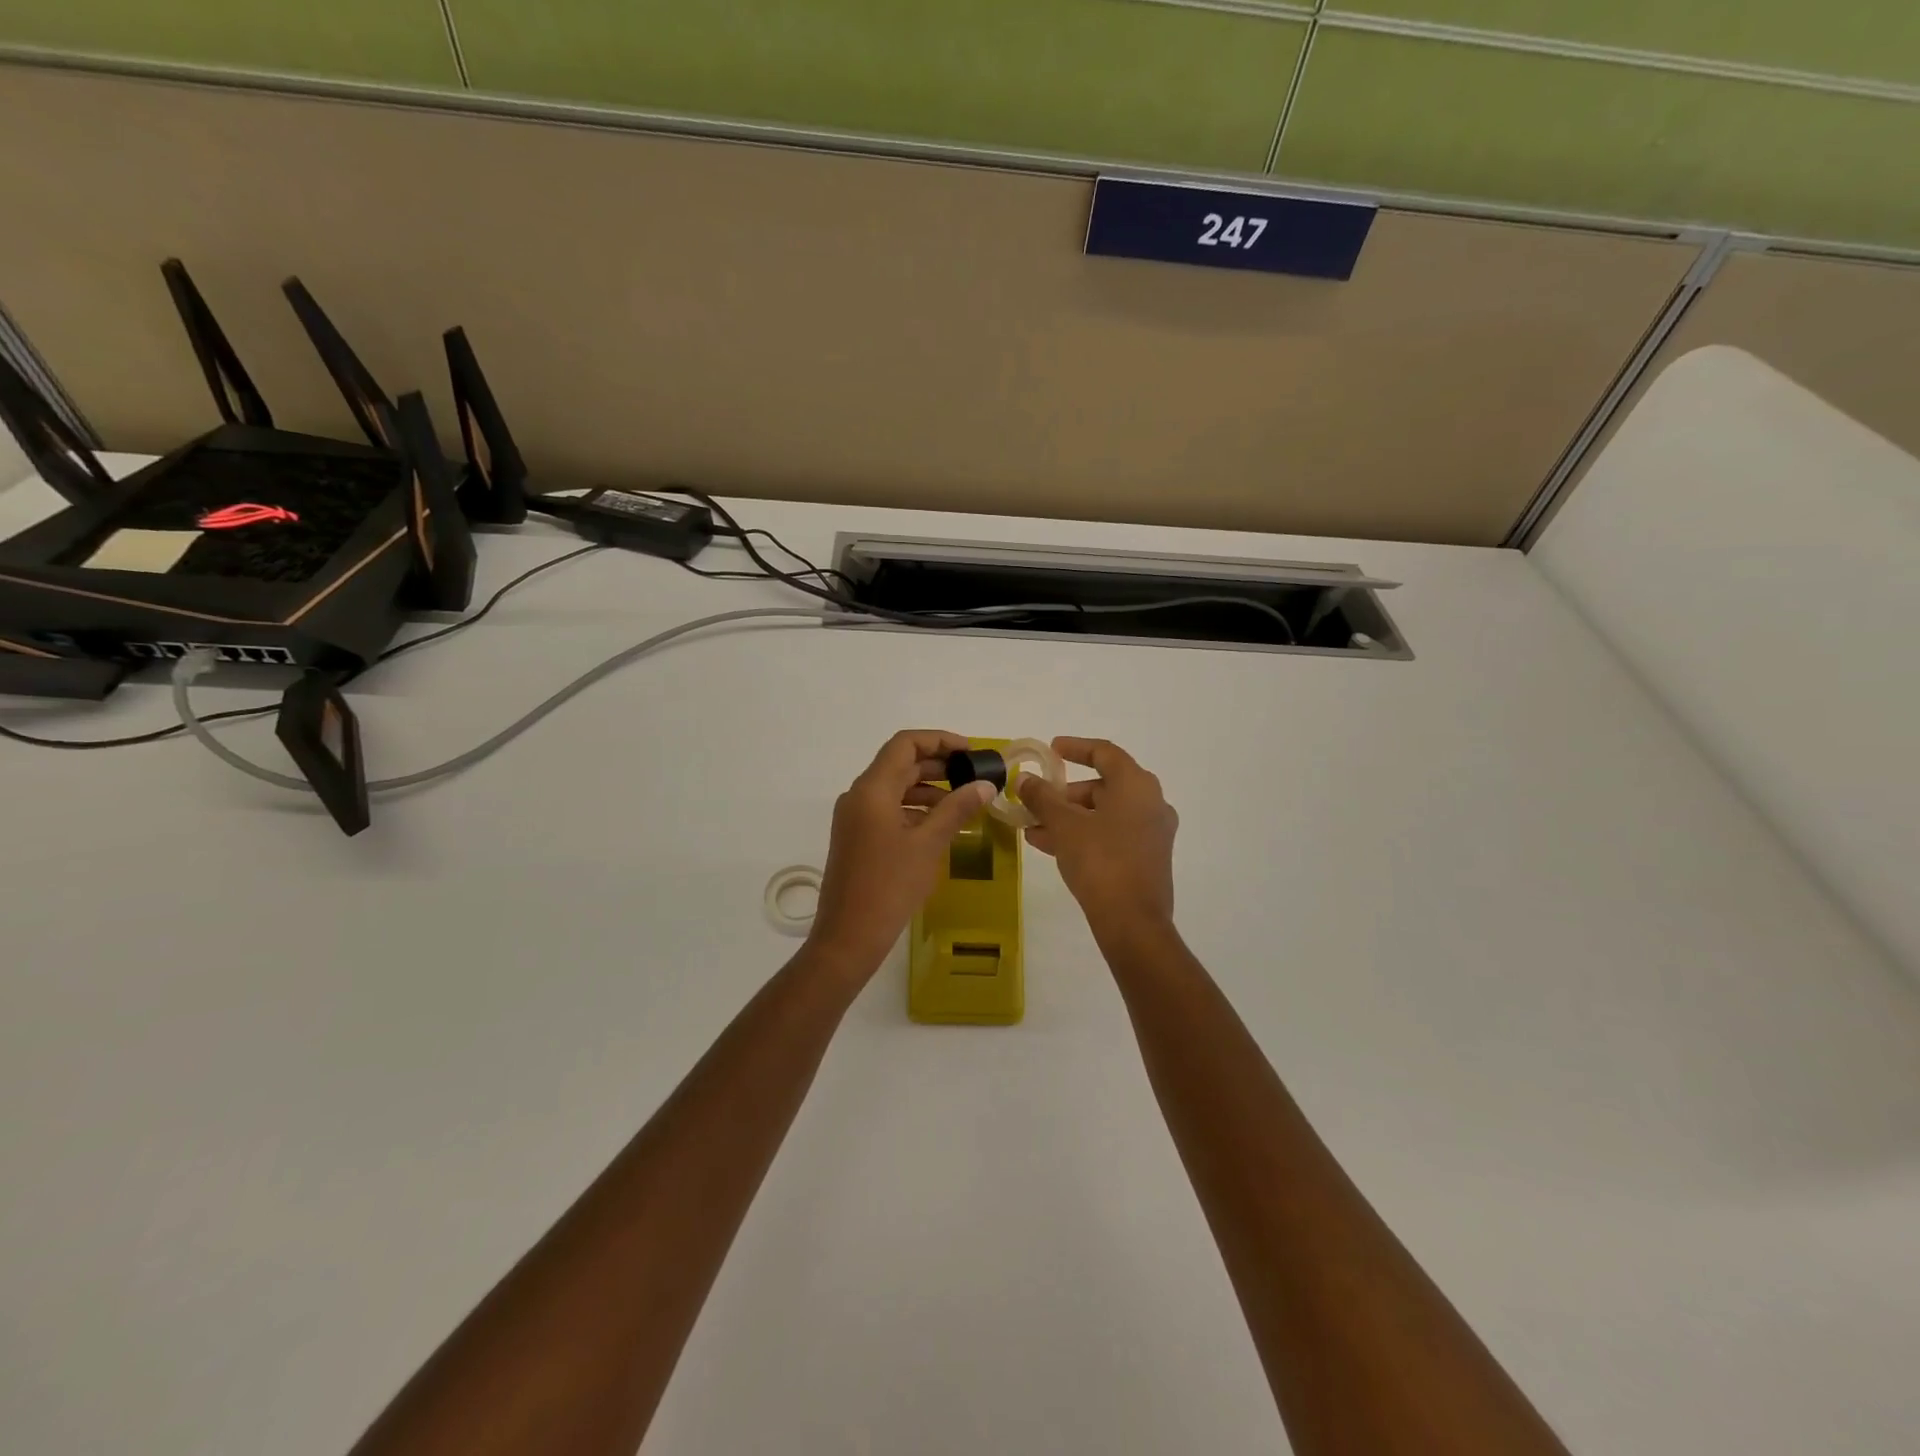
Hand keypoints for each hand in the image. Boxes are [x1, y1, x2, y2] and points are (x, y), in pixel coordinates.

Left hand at [807, 730, 997, 978]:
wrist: (849, 936)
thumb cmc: (890, 886)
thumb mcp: (929, 844)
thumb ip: (957, 809)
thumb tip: (985, 785)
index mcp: (871, 790)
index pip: (904, 744)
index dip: (939, 740)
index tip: (970, 752)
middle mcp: (858, 796)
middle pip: (900, 764)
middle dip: (938, 765)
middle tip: (973, 776)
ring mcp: (854, 817)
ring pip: (894, 788)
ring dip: (928, 789)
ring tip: (963, 801)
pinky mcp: (856, 837)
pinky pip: (887, 809)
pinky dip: (914, 809)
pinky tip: (940, 825)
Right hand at [1020, 737, 1177, 934]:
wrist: (1133, 923)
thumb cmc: (1100, 861)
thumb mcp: (1064, 825)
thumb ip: (1043, 797)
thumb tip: (1025, 779)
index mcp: (1137, 785)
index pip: (1104, 753)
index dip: (1075, 748)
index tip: (1050, 750)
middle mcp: (1151, 803)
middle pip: (1102, 786)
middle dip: (1064, 793)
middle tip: (1035, 800)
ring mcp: (1151, 833)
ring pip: (1103, 814)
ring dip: (1068, 817)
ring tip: (1031, 828)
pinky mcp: (1147, 858)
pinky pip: (1110, 835)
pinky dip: (1083, 834)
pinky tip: (1048, 846)